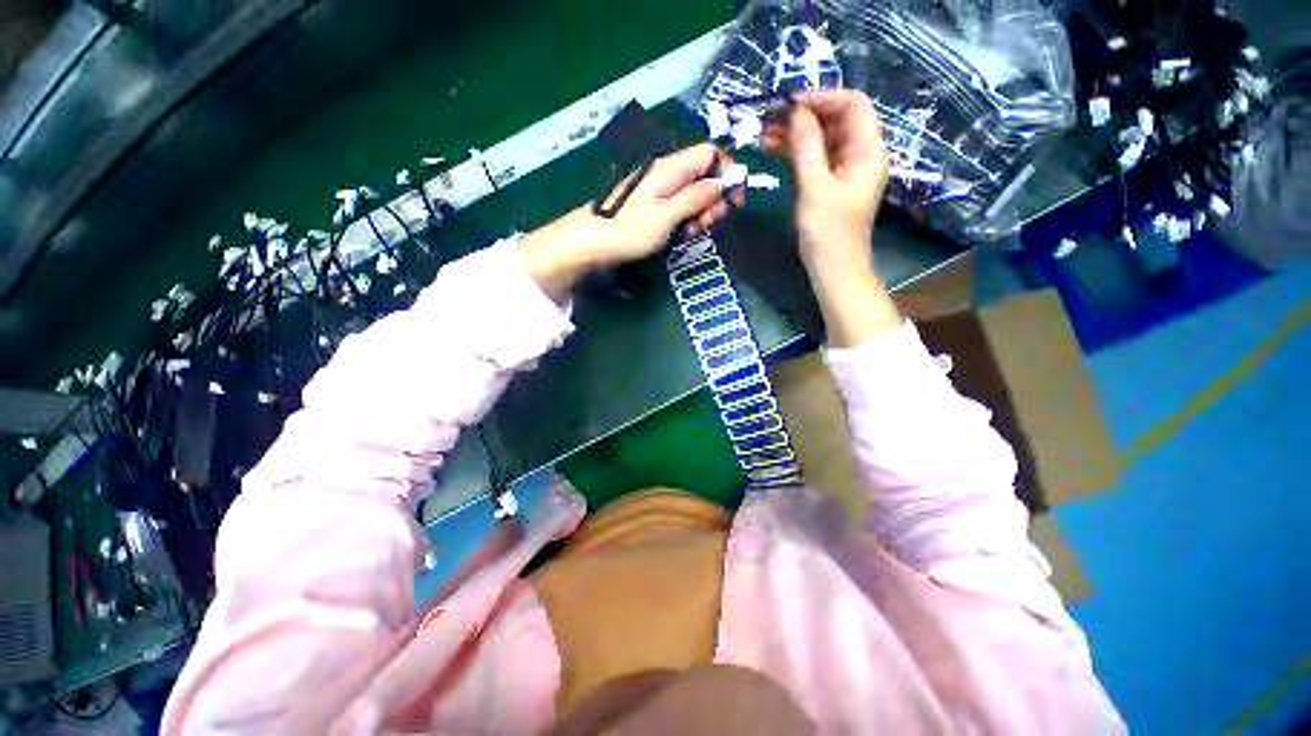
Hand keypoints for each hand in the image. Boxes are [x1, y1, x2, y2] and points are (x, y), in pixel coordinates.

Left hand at [521, 144, 731, 302]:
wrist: (592, 242)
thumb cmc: (630, 228)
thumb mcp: (668, 214)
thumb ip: (697, 197)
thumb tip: (723, 182)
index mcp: (671, 167)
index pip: (710, 153)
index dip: (726, 171)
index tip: (734, 200)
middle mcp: (667, 173)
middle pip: (703, 176)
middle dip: (713, 199)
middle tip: (709, 224)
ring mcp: (658, 191)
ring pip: (692, 195)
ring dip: (699, 213)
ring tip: (692, 232)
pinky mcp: (652, 207)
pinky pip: (677, 208)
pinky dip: (684, 220)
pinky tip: (681, 235)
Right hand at [763, 91, 900, 346]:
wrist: (834, 271)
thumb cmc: (828, 233)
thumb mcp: (815, 188)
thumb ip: (806, 147)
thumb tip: (796, 111)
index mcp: (868, 151)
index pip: (852, 105)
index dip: (822, 98)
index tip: (790, 104)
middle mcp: (861, 154)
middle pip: (837, 120)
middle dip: (805, 115)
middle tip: (771, 118)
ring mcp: (846, 170)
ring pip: (823, 139)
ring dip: (797, 134)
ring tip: (766, 134)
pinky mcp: (832, 184)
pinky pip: (816, 158)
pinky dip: (798, 152)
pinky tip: (775, 151)